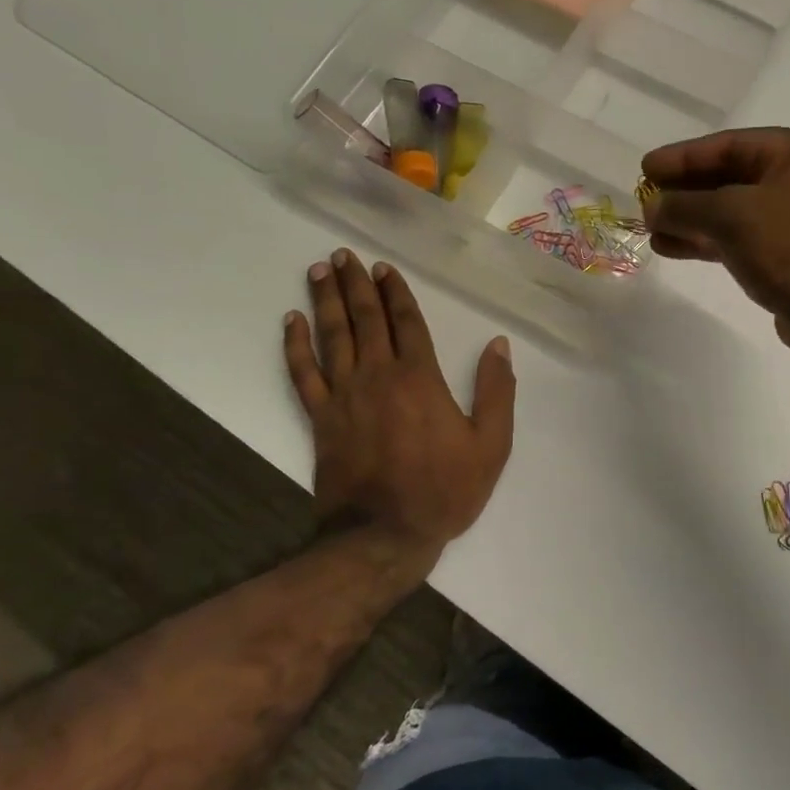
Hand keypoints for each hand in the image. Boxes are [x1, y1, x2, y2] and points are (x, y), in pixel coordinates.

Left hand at [284, 249, 515, 573]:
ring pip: (332, 336)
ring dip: (325, 300)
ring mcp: (344, 395)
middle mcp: (378, 375)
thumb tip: (499, 345)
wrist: (384, 534)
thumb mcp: (491, 445)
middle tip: (344, 255)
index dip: (395, 292)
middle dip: (356, 284)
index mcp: (420, 377)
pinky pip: (303, 373)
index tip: (383, 268)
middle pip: (365, 319)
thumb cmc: (444, 489)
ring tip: (319, 270)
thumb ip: (497, 391)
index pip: (406, 322)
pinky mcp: (320, 418)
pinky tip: (291, 321)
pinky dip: (295, 345)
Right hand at [641, 128, 789, 353]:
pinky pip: (746, 238)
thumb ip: (685, 205)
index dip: (683, 156)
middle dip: (686, 191)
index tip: (645, 168)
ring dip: (693, 220)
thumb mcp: (732, 216)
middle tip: (645, 200)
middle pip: (733, 177)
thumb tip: (653, 206)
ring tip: (652, 230)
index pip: (731, 144)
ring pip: (737, 212)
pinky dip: (711, 242)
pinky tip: (675, 248)